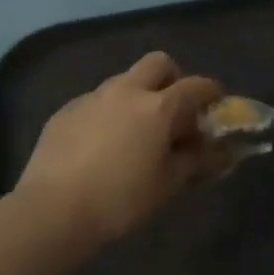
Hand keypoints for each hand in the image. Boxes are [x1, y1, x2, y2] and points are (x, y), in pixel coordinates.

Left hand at [17, 52, 224, 245]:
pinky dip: (108, 113)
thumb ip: (197, 161)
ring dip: (137, 95)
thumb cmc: (120, 200)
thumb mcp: (167, 185)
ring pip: (124, 80)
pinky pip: (96, 101)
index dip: (211, 93)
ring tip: (135, 131)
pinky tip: (100, 145)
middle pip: (158, 63)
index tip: (215, 106)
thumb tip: (221, 151)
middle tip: (173, 109)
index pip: (196, 86)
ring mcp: (93, 97)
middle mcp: (127, 90)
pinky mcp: (66, 110)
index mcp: (158, 106)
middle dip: (172, 78)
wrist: (51, 211)